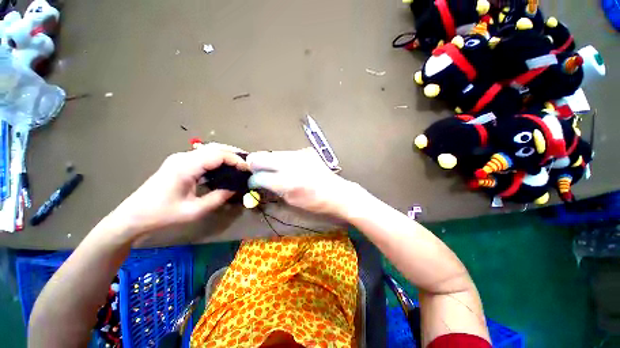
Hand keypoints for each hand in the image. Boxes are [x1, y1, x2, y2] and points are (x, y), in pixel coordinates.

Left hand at [109, 143, 248, 236]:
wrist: (133, 216)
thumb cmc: (162, 215)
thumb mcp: (194, 210)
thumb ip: (218, 197)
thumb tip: (236, 188)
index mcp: (185, 167)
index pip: (217, 155)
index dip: (236, 160)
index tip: (248, 169)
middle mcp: (183, 157)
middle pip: (214, 148)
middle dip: (234, 155)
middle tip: (247, 165)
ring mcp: (180, 158)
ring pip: (209, 150)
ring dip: (226, 155)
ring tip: (240, 166)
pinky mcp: (179, 162)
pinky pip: (203, 156)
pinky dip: (217, 159)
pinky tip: (224, 168)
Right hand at [247, 148, 361, 217]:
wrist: (337, 193)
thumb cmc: (315, 203)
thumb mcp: (291, 200)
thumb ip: (273, 188)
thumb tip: (260, 181)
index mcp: (288, 182)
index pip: (259, 176)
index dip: (253, 179)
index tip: (252, 182)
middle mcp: (291, 163)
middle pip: (260, 156)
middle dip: (255, 164)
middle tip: (257, 171)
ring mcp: (299, 154)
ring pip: (273, 153)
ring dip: (269, 161)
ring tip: (273, 170)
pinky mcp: (305, 151)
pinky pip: (286, 153)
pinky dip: (281, 160)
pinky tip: (288, 167)